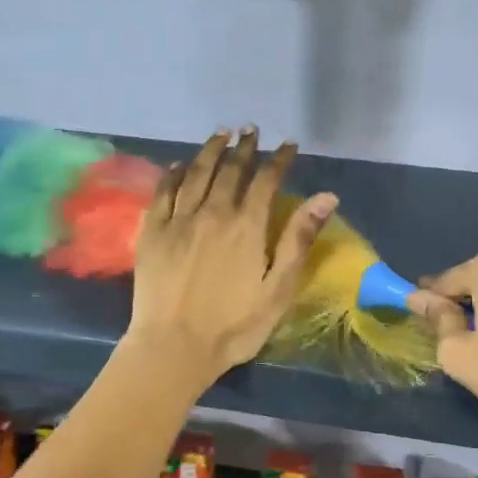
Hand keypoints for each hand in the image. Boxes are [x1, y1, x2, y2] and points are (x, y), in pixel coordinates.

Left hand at [125, 128, 335, 386]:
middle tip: (250, 130)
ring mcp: (178, 220)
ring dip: (210, 151)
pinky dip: (173, 174)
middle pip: (230, 170)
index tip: (287, 145)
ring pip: (195, 173)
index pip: (266, 180)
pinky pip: (163, 192)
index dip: (278, 159)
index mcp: (246, 227)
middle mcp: (212, 213)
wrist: (174, 347)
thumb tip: (326, 197)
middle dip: (244, 147)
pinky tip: (178, 165)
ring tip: (220, 134)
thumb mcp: (278, 289)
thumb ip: (298, 240)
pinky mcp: (152, 232)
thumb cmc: (234, 326)